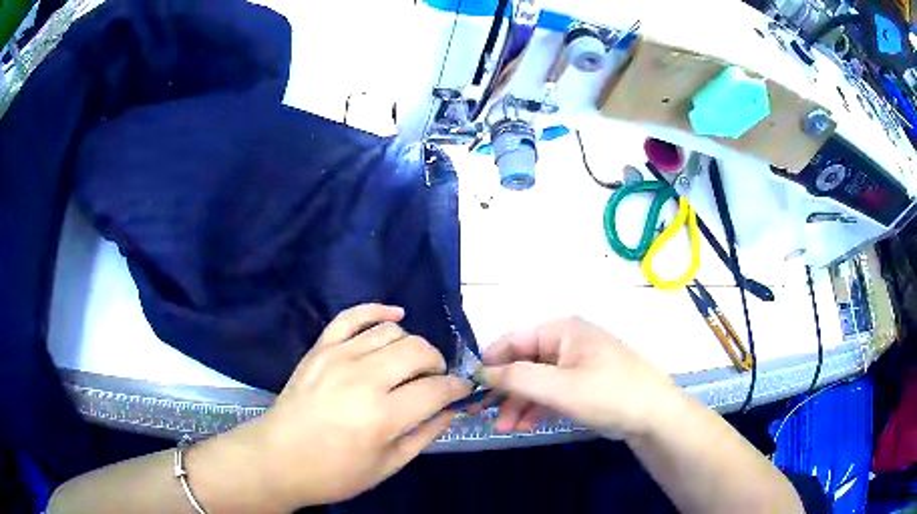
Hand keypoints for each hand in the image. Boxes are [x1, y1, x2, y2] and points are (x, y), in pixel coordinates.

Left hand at [251, 304, 471, 507]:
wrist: (277, 459)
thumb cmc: (335, 473)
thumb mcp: (387, 466)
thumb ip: (425, 435)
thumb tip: (451, 410)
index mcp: (383, 416)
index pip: (436, 389)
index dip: (457, 389)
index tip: (461, 391)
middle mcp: (363, 379)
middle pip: (418, 351)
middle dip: (437, 364)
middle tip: (435, 381)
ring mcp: (338, 357)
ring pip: (391, 332)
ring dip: (412, 345)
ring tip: (410, 364)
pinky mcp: (320, 349)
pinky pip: (351, 316)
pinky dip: (377, 310)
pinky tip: (395, 315)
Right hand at [482, 317, 681, 438]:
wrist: (654, 416)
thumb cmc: (608, 394)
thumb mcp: (559, 387)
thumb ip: (516, 378)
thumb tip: (479, 373)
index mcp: (562, 330)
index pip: (513, 340)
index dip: (490, 363)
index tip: (470, 388)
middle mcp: (567, 341)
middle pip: (524, 363)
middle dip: (505, 390)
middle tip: (484, 416)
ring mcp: (577, 363)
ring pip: (537, 380)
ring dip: (519, 403)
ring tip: (505, 428)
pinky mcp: (584, 383)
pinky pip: (552, 391)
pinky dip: (537, 407)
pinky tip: (525, 425)